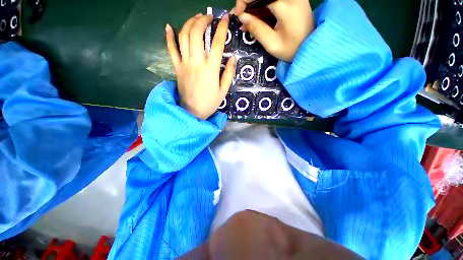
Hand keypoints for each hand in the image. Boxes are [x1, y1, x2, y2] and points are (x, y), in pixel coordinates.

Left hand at [165, 14, 235, 119]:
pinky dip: (168, 37)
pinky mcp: (176, 67)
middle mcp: (197, 62)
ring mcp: (184, 63)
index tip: (225, 18)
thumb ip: (229, 74)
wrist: (192, 112)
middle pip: (197, 33)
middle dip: (203, 20)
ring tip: (195, 18)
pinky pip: (170, 49)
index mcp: (211, 69)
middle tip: (208, 17)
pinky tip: (169, 26)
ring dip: (189, 23)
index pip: (217, 43)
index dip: (222, 28)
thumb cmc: (210, 103)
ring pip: (184, 36)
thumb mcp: (223, 91)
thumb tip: (233, 58)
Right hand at [233, 0, 314, 61]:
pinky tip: (256, 19)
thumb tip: (242, 17)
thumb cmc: (291, 49)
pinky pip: (273, 0)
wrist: (311, 47)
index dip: (244, 1)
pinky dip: (263, 8)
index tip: (237, 15)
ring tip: (247, 23)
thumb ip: (257, 29)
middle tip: (242, 17)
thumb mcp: (272, 44)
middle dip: (249, 3)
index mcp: (285, 5)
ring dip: (255, 7)